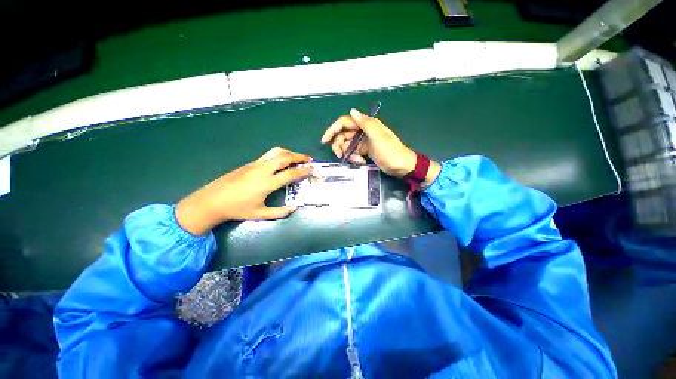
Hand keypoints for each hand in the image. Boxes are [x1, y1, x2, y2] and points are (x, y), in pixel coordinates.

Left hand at [176, 147, 312, 235]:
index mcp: (268, 183)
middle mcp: (263, 170)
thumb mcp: (260, 214)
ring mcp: (255, 164)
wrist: (212, 200)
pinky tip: (281, 162)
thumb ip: (279, 212)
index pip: (291, 173)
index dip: (303, 171)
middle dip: (299, 156)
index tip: (312, 169)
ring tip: (297, 157)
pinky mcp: (250, 163)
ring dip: (289, 152)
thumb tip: (294, 208)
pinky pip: (268, 155)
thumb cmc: (237, 209)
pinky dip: (279, 155)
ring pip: (276, 152)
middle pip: (285, 157)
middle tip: (309, 159)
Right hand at [321, 108, 439, 180]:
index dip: (333, 130)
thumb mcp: (378, 137)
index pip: (345, 123)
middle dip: (339, 145)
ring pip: (347, 145)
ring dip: (347, 153)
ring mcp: (364, 142)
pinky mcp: (365, 151)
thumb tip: (352, 111)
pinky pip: (354, 152)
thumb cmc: (391, 152)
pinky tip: (361, 162)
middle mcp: (364, 131)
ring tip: (356, 160)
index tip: (325, 140)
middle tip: (340, 156)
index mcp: (367, 125)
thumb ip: (366, 124)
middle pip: (344, 135)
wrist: (402, 167)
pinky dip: (354, 157)